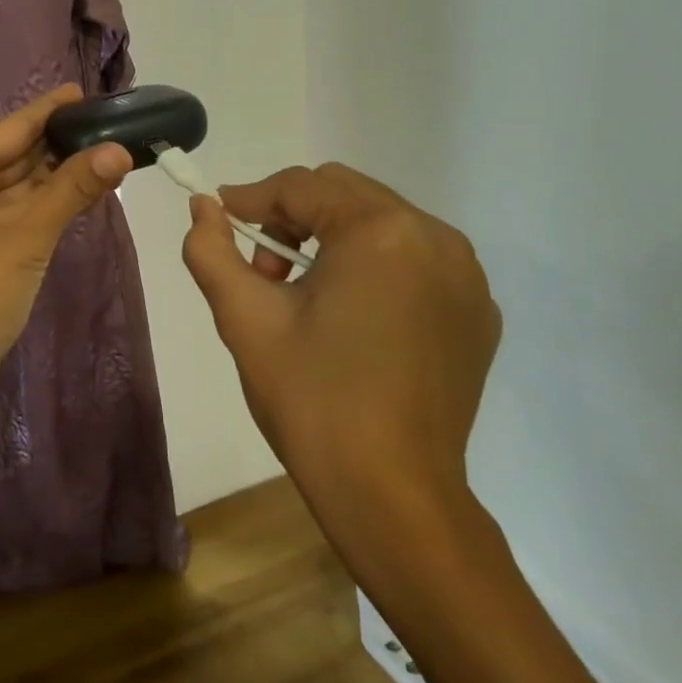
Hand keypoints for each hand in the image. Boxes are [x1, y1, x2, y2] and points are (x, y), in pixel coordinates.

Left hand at [0, 85, 132, 440]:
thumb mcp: (28, 230)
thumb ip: (74, 187)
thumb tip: (120, 150)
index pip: (14, 127)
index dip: (52, 109)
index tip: (88, 92)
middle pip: (18, 155)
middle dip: (64, 145)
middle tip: (115, 127)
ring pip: (22, 188)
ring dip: (61, 178)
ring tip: (111, 155)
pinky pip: (21, 216)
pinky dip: (50, 207)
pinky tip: (85, 197)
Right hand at [180, 163, 502, 503]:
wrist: (393, 496)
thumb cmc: (312, 401)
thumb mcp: (245, 319)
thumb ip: (211, 249)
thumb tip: (203, 206)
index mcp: (380, 231)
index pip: (301, 186)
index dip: (252, 198)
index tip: (222, 220)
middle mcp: (435, 237)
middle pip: (344, 193)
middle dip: (294, 217)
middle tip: (267, 272)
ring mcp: (466, 275)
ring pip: (381, 221)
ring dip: (334, 238)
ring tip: (308, 297)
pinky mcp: (479, 311)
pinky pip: (416, 259)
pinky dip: (376, 266)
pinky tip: (355, 318)